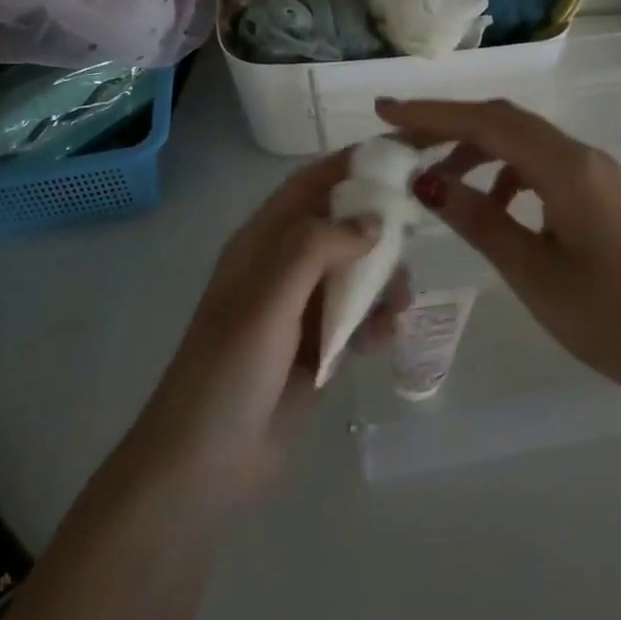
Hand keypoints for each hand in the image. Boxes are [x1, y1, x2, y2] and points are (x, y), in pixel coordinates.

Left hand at [119, 151, 411, 513]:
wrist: (203, 466)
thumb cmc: (229, 368)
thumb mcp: (268, 297)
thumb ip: (318, 247)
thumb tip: (373, 222)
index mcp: (262, 242)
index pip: (310, 185)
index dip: (350, 164)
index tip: (400, 154)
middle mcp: (282, 268)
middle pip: (339, 226)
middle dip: (377, 227)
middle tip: (417, 234)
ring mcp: (300, 311)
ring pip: (354, 274)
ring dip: (382, 280)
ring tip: (401, 301)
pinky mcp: (316, 351)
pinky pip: (357, 321)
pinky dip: (376, 321)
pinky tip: (388, 336)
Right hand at [376, 98, 620, 413]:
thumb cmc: (610, 316)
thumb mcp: (531, 270)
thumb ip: (478, 219)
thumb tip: (424, 182)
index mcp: (565, 167)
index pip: (485, 122)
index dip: (431, 114)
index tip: (384, 112)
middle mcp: (580, 155)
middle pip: (502, 120)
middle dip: (447, 125)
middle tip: (399, 143)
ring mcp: (593, 172)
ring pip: (521, 140)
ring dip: (474, 149)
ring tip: (435, 182)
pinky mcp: (598, 193)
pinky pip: (539, 164)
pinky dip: (503, 173)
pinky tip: (489, 205)